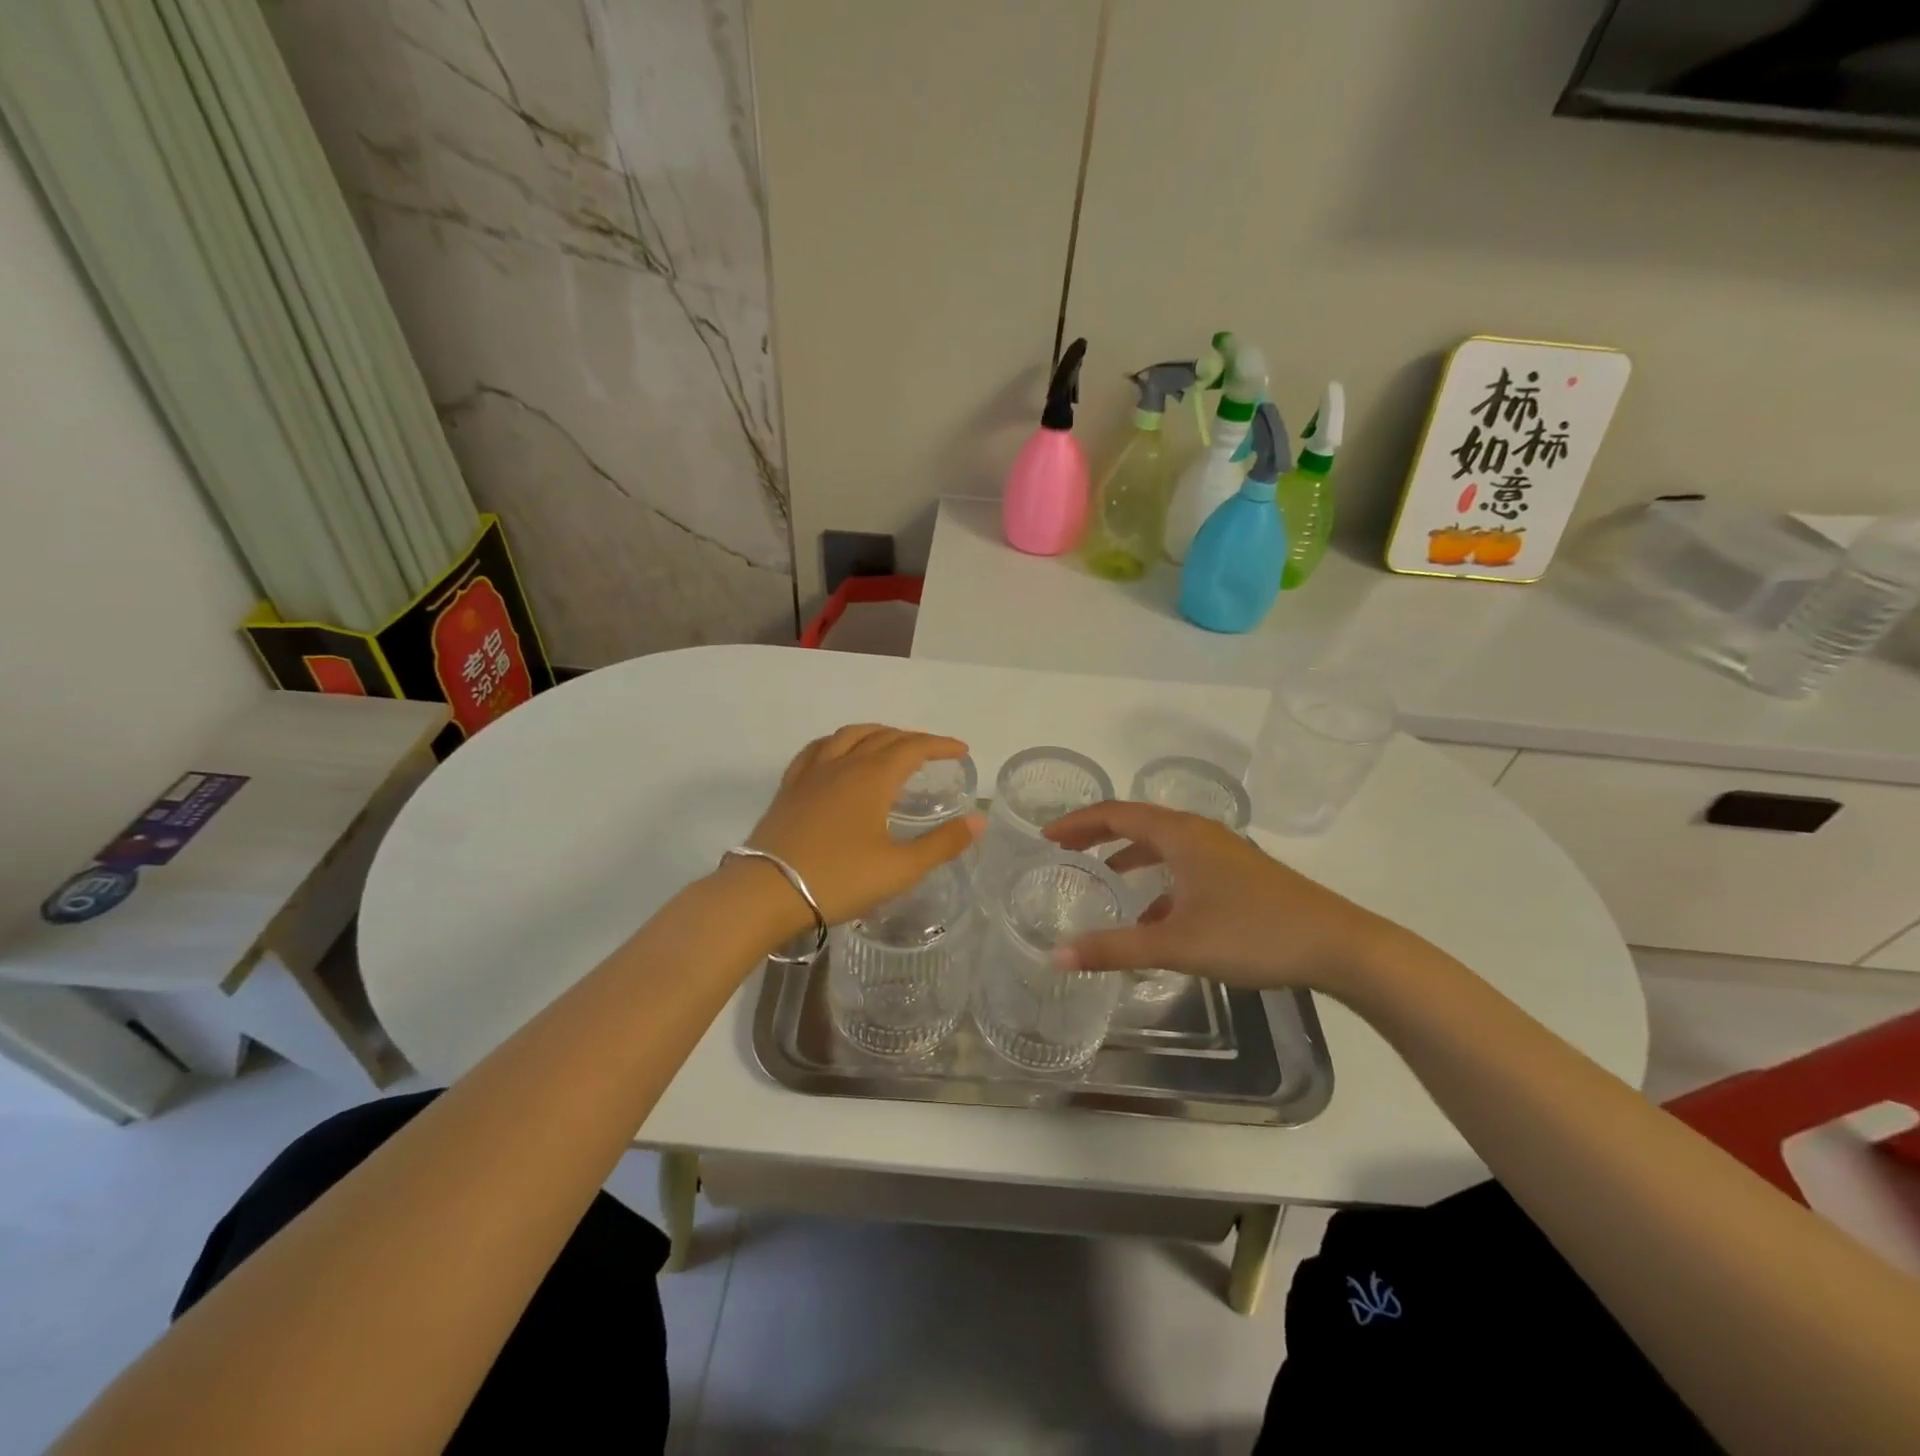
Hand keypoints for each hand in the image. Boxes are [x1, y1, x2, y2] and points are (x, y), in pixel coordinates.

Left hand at [742, 724, 983, 927]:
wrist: (766, 892)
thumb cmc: (839, 880)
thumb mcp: (900, 868)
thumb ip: (942, 843)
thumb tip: (979, 820)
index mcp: (873, 778)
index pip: (913, 747)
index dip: (940, 745)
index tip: (961, 750)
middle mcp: (843, 764)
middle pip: (882, 737)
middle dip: (912, 739)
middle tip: (932, 752)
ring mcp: (812, 773)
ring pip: (848, 736)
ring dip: (875, 733)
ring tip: (889, 742)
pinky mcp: (790, 788)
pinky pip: (816, 750)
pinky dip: (837, 742)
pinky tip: (837, 753)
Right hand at [1044, 801, 1405, 993]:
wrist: (1340, 945)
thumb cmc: (1253, 934)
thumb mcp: (1176, 944)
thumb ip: (1115, 948)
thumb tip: (1056, 955)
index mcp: (1180, 834)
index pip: (1115, 814)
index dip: (1077, 822)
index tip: (1045, 836)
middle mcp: (1199, 833)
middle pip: (1137, 823)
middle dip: (1098, 835)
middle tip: (1064, 851)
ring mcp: (1223, 852)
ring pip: (1163, 845)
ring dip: (1129, 856)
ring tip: (1103, 877)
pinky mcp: (1239, 874)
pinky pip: (1185, 866)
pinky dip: (1159, 879)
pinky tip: (1154, 917)